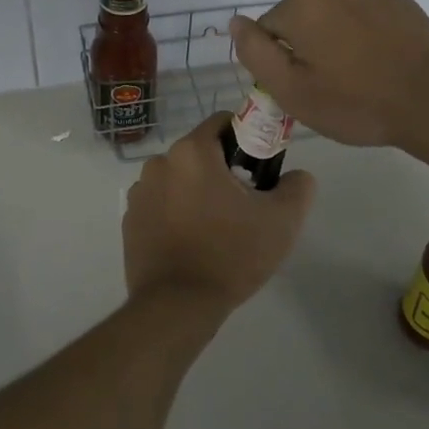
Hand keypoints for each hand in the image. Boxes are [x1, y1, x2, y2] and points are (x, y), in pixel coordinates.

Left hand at [122, 112, 315, 317]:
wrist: (177, 306)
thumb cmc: (230, 255)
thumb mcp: (282, 221)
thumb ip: (298, 187)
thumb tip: (296, 175)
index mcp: (192, 152)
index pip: (223, 123)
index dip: (247, 139)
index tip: (260, 169)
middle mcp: (159, 162)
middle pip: (201, 153)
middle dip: (223, 170)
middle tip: (244, 206)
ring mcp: (139, 192)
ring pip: (180, 179)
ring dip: (197, 192)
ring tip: (217, 229)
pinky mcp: (130, 220)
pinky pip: (161, 203)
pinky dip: (176, 213)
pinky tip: (192, 243)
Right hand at [230, 0, 428, 148]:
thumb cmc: (354, 103)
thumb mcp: (291, 91)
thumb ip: (255, 53)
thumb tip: (236, 22)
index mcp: (302, 7)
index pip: (268, 28)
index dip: (278, 60)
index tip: (299, 87)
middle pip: (303, 18)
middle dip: (308, 46)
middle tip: (329, 85)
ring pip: (336, 15)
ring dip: (338, 37)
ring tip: (359, 74)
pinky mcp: (401, 2)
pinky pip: (368, 15)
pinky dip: (367, 34)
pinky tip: (382, 62)